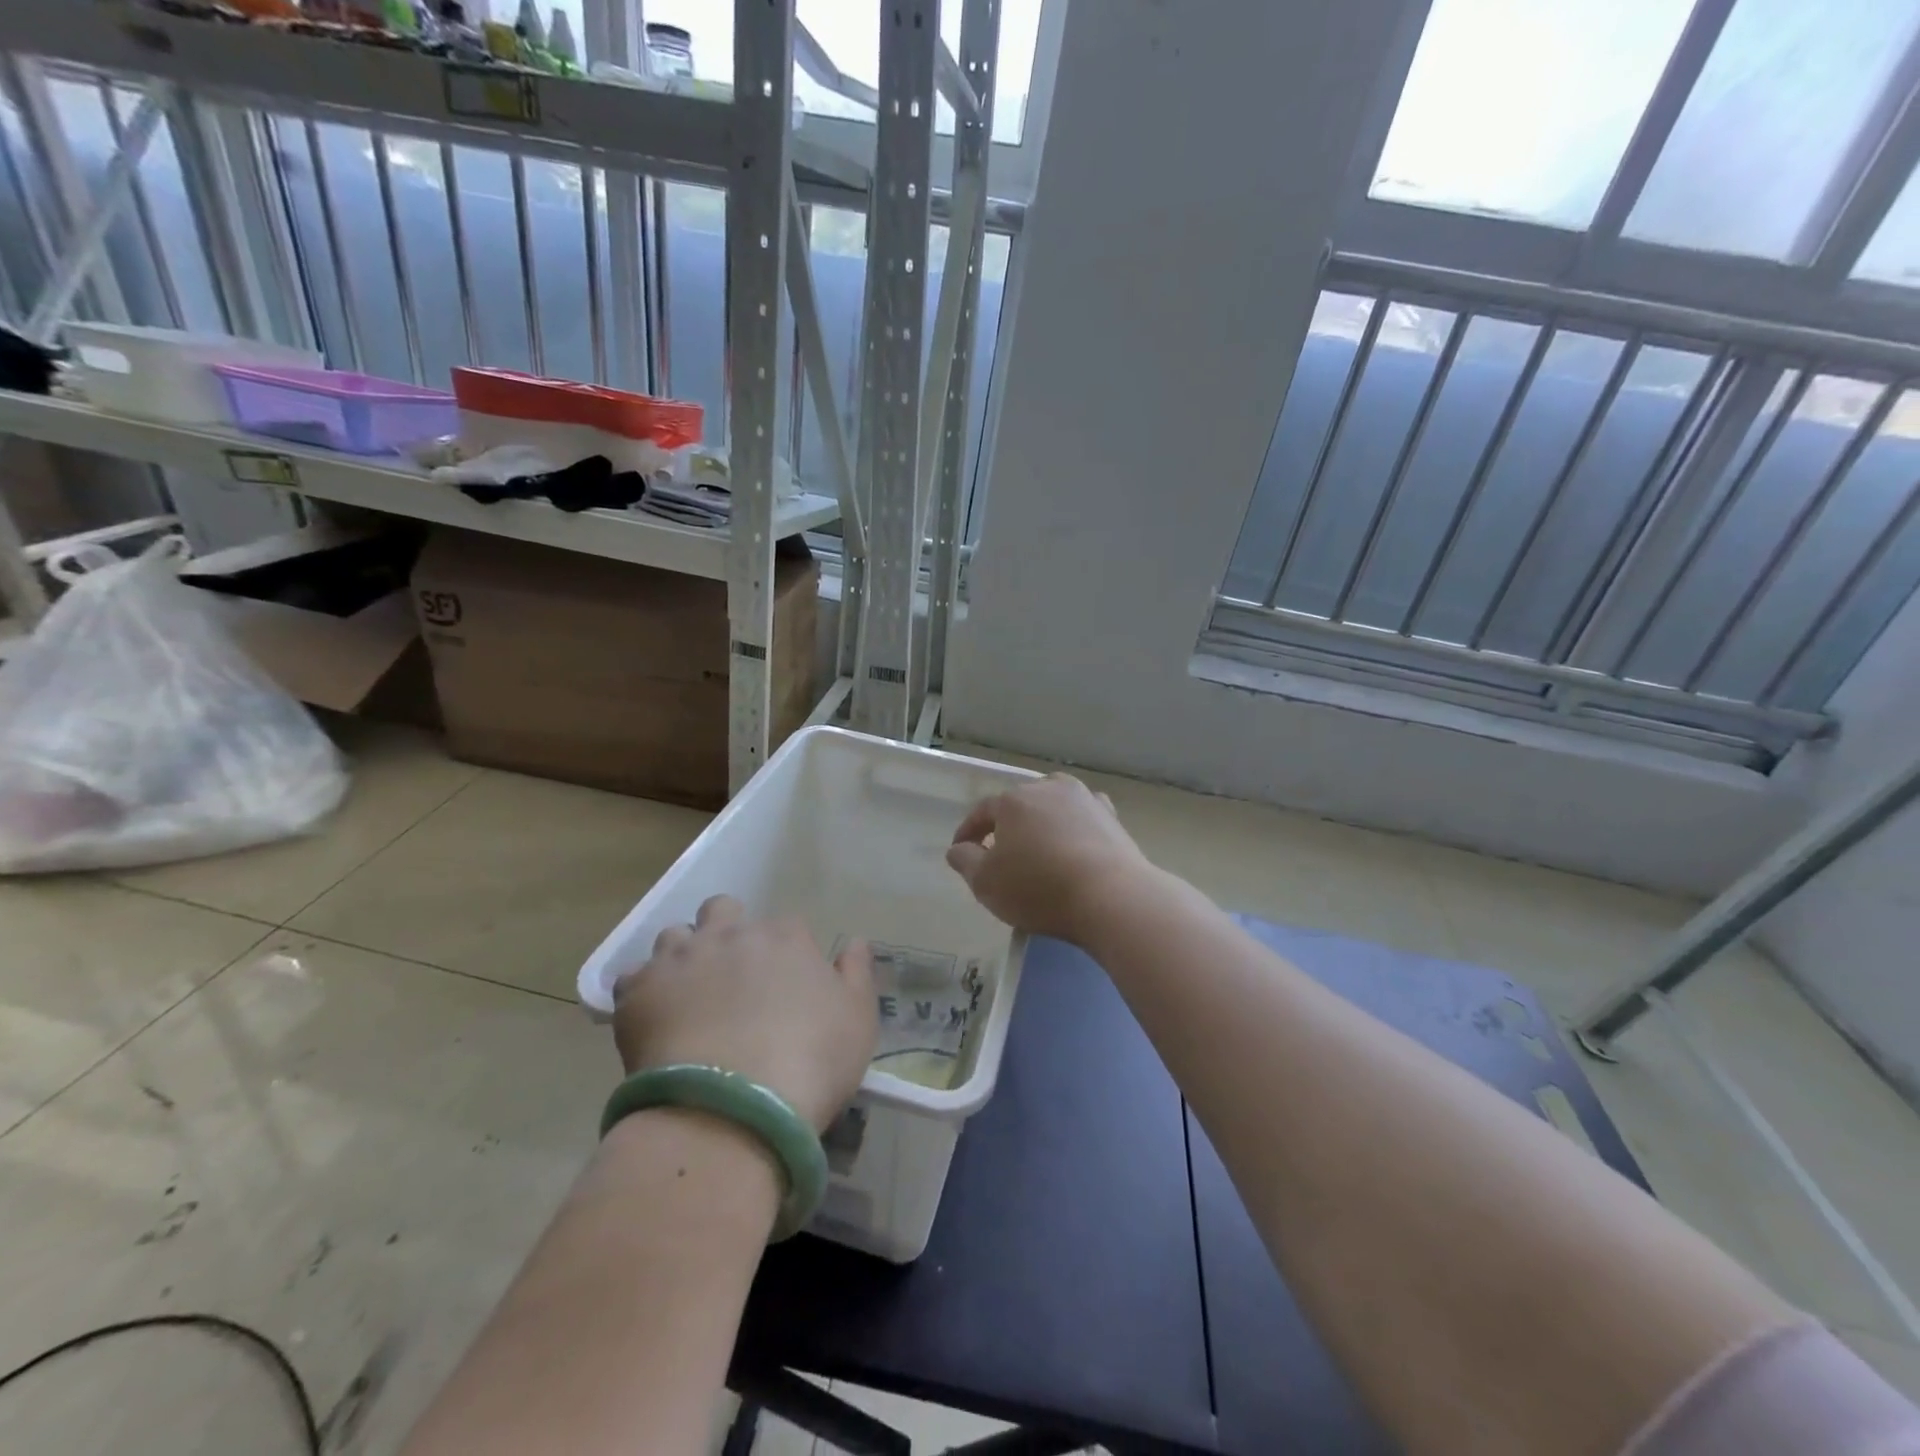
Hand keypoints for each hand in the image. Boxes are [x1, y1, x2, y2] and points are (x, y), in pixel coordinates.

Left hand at [610, 896, 877, 1132]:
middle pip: (723, 910)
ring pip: (674, 935)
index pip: (787, 926)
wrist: (734, 1109)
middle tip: (731, 978)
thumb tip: (854, 942)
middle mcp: (731, 933)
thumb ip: (856, 973)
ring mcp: (680, 958)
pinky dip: (643, 992)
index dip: (786, 954)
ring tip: (687, 999)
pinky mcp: (638, 990)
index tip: (785, 988)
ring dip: (682, 957)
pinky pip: (633, 977)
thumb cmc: (811, 1062)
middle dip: (726, 931)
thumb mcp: (858, 1020)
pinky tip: (653, 1021)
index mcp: (785, 936)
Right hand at [946, 774, 1157, 945]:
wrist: (1111, 897)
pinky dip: (1073, 828)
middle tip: (1001, 854)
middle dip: (1006, 826)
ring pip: (1052, 806)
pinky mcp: (1111, 816)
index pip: (982, 812)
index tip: (961, 851)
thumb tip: (958, 848)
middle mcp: (1048, 788)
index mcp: (1013, 800)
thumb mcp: (986, 883)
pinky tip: (1074, 845)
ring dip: (1041, 824)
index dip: (968, 832)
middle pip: (1018, 805)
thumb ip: (965, 861)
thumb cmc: (1039, 888)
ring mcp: (1084, 798)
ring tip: (1039, 848)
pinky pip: (1082, 818)